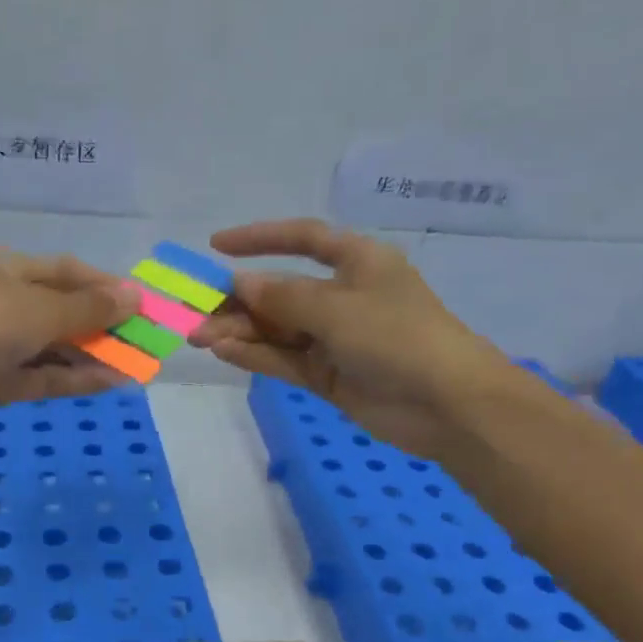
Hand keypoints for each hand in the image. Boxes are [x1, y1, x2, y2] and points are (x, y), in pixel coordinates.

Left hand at [0, 247, 138, 427]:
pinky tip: (110, 382)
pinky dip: (71, 379)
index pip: (61, 270)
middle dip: (100, 325)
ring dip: (90, 356)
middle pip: (58, 311)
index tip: (138, 302)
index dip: (102, 285)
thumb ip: (90, 307)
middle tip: (141, 339)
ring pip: (51, 348)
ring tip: (134, 365)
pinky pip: (40, 377)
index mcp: (2, 267)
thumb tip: (135, 296)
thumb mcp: (43, 307)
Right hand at [190, 219, 507, 456]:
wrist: (446, 404)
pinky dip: (256, 356)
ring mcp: (334, 339)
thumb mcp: (336, 308)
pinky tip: (223, 353)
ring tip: (199, 337)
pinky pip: (285, 360)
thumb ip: (282, 297)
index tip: (217, 246)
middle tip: (196, 312)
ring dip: (240, 332)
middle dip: (240, 301)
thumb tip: (239, 284)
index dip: (261, 238)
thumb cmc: (397, 337)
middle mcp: (343, 297)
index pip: (303, 239)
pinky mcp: (329, 376)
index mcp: (357, 262)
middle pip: (281, 291)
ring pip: (278, 330)